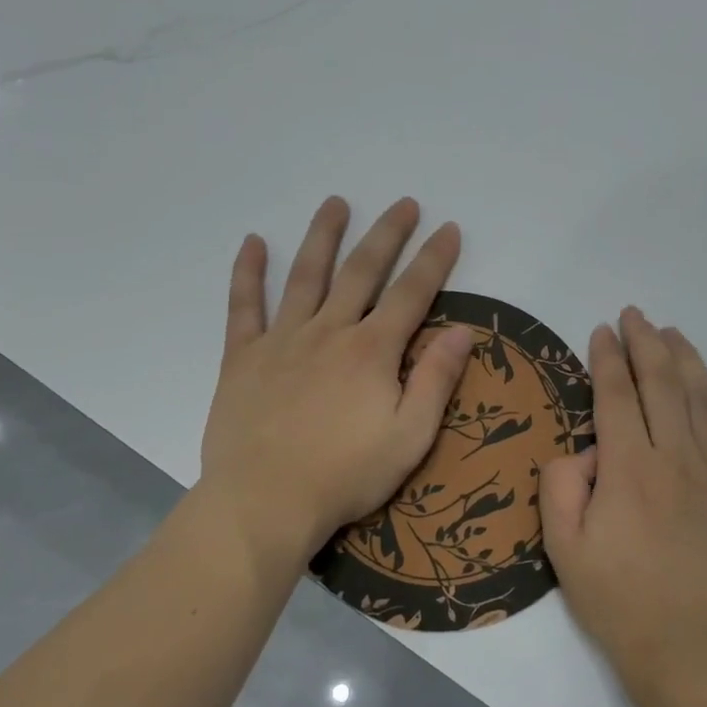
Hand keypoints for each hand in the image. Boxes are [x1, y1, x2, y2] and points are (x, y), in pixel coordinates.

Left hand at [199, 196, 473, 565]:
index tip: (448, 229)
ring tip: (336, 203)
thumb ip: (435, 380)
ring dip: (323, 236)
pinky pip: (244, 306)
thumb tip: (462, 330)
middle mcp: (329, 332)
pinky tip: (253, 242)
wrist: (264, 503)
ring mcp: (282, 340)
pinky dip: (248, 272)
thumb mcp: (409, 437)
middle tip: (404, 204)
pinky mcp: (244, 357)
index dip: (434, 259)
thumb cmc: (345, 476)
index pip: (411, 293)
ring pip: (306, 275)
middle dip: (387, 234)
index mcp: (371, 351)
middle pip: (361, 271)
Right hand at [540, 308, 706, 706]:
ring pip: (701, 399)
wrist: (696, 653)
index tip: (601, 331)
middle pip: (661, 383)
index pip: (615, 395)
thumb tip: (583, 452)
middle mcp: (674, 457)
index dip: (607, 358)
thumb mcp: (565, 550)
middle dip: (646, 343)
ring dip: (686, 359)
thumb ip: (562, 487)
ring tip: (673, 333)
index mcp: (628, 467)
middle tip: (634, 315)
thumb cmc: (621, 603)